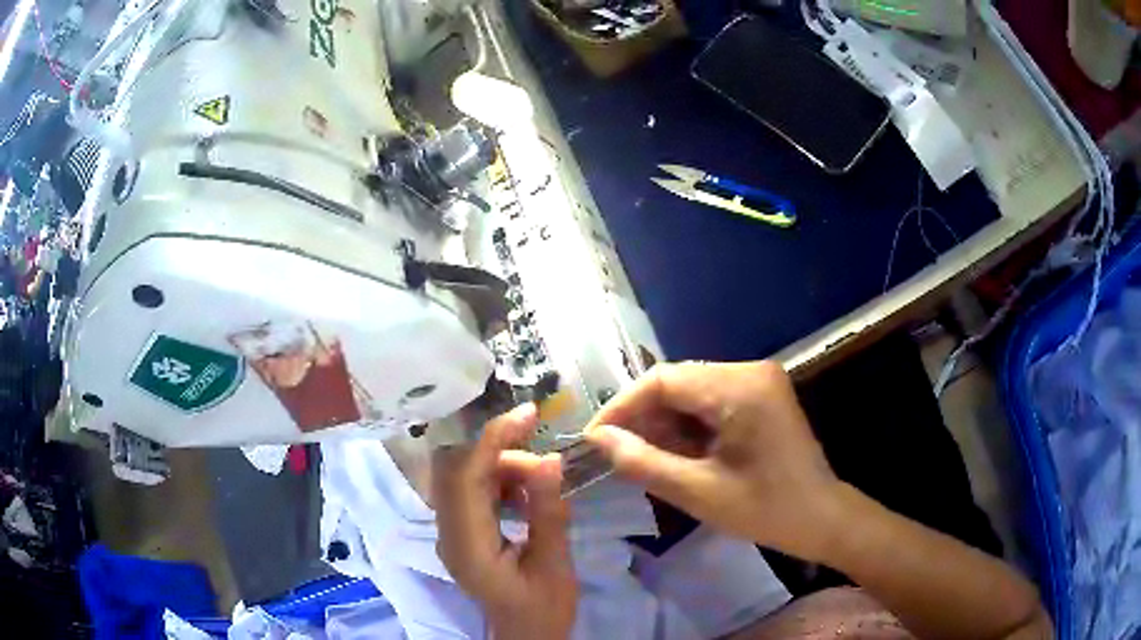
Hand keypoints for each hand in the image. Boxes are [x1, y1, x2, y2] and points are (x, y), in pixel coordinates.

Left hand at [432, 404, 577, 639]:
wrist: (525, 636)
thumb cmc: (543, 609)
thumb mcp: (554, 565)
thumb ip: (548, 513)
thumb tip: (550, 459)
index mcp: (466, 546)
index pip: (465, 478)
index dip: (492, 439)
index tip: (528, 414)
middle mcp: (448, 534)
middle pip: (456, 470)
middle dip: (497, 448)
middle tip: (541, 446)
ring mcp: (450, 533)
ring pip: (462, 476)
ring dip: (500, 464)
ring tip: (540, 475)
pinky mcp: (460, 532)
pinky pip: (470, 491)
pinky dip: (497, 479)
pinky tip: (525, 489)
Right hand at [584, 361, 843, 562]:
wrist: (822, 518)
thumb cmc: (766, 510)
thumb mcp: (699, 492)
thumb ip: (643, 462)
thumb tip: (599, 439)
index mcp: (740, 388)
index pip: (663, 379)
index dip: (622, 406)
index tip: (594, 438)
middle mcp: (749, 371)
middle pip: (677, 382)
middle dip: (642, 417)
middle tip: (615, 453)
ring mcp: (758, 381)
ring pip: (691, 392)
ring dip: (664, 423)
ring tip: (642, 458)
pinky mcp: (761, 396)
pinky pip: (711, 401)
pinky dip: (687, 426)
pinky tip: (675, 453)